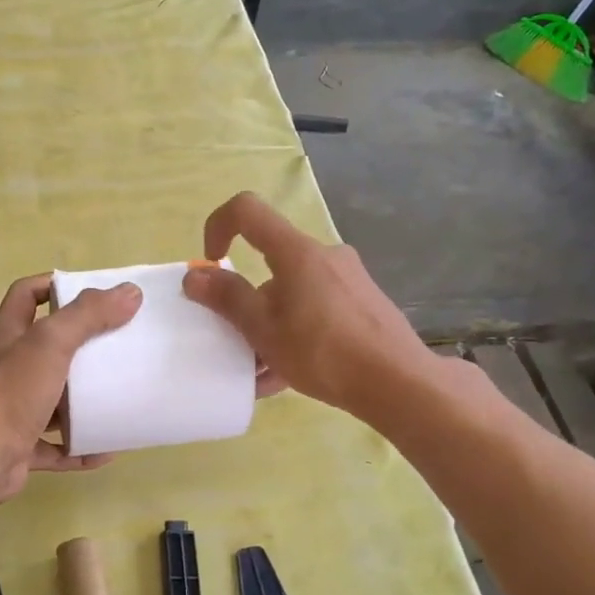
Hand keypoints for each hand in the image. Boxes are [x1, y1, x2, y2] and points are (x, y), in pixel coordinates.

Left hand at [0, 273, 142, 501]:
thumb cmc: (12, 393)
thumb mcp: (51, 343)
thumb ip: (87, 315)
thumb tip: (129, 292)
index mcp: (8, 337)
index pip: (27, 295)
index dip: (55, 285)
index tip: (95, 293)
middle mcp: (8, 369)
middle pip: (46, 348)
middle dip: (82, 346)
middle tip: (119, 343)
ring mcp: (13, 410)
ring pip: (53, 399)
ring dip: (84, 400)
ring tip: (120, 393)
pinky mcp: (22, 446)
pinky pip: (58, 445)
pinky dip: (82, 445)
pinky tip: (109, 449)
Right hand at [181, 192, 432, 418]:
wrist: (399, 383)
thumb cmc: (323, 352)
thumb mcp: (264, 330)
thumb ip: (227, 299)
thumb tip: (195, 275)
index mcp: (297, 252)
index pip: (247, 211)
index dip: (218, 226)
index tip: (212, 263)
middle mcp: (324, 256)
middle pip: (271, 265)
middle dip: (247, 303)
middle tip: (237, 340)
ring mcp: (348, 281)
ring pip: (293, 295)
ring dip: (269, 328)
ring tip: (260, 373)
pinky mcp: (363, 305)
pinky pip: (316, 312)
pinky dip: (295, 336)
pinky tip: (286, 378)